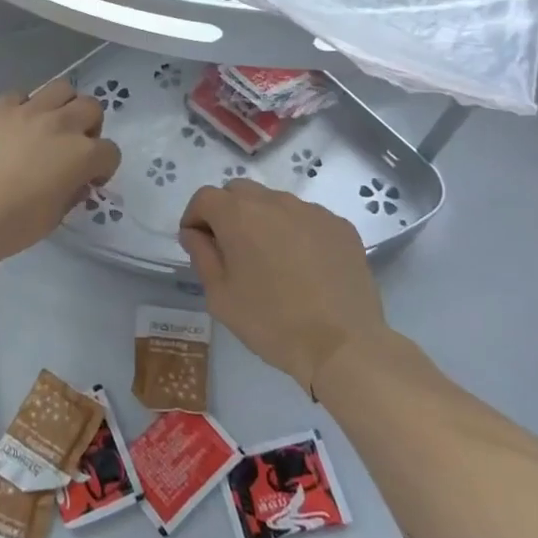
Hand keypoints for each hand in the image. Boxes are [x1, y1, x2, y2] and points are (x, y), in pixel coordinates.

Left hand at [0, 80, 121, 264]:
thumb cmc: (13, 225)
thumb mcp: (54, 217)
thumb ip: (72, 192)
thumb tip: (76, 182)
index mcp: (81, 155)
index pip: (110, 152)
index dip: (103, 167)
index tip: (89, 180)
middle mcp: (61, 125)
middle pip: (91, 108)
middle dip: (89, 126)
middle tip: (73, 146)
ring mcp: (28, 111)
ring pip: (61, 88)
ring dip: (62, 106)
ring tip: (48, 126)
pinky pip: (20, 95)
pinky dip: (24, 108)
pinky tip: (13, 127)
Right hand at [180, 180, 384, 396]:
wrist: (343, 346)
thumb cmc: (271, 323)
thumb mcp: (220, 296)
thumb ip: (202, 255)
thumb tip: (194, 233)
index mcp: (239, 215)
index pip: (205, 197)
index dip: (195, 217)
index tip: (198, 244)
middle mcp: (275, 201)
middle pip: (240, 192)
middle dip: (227, 212)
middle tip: (231, 249)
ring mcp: (312, 211)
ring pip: (275, 203)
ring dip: (263, 220)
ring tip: (271, 259)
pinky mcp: (340, 226)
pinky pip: (307, 218)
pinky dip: (296, 231)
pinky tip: (304, 266)